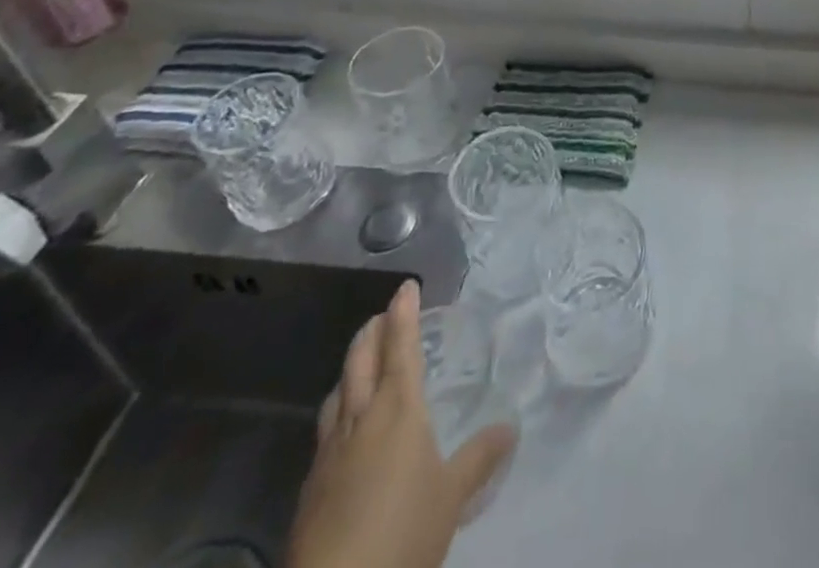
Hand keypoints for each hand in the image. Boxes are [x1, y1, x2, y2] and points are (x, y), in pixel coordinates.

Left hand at [289, 280, 516, 567]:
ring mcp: (329, 454)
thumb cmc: (402, 532)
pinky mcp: (309, 489)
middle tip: (383, 316)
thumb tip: (510, 427)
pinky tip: (344, 433)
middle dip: (371, 332)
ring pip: (336, 395)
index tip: (406, 286)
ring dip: (350, 370)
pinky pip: (326, 432)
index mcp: (397, 409)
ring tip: (361, 366)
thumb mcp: (452, 496)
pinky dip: (339, 412)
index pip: (400, 347)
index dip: (403, 313)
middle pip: (360, 361)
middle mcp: (360, 419)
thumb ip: (480, 457)